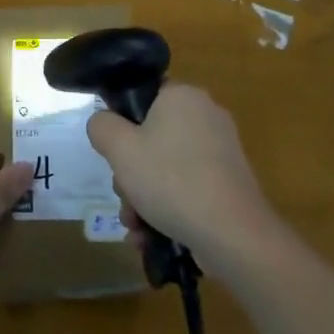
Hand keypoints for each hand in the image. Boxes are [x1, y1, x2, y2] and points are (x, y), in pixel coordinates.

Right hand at [86, 83, 273, 268]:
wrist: (232, 233)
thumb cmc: (171, 179)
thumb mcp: (120, 149)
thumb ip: (102, 127)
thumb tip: (103, 122)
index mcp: (183, 96)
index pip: (144, 96)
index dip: (123, 123)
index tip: (115, 154)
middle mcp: (206, 115)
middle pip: (152, 138)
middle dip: (131, 173)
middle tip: (124, 196)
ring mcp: (221, 151)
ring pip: (167, 167)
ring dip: (144, 197)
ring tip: (136, 227)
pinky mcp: (229, 183)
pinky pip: (188, 187)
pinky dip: (169, 208)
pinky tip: (153, 237)